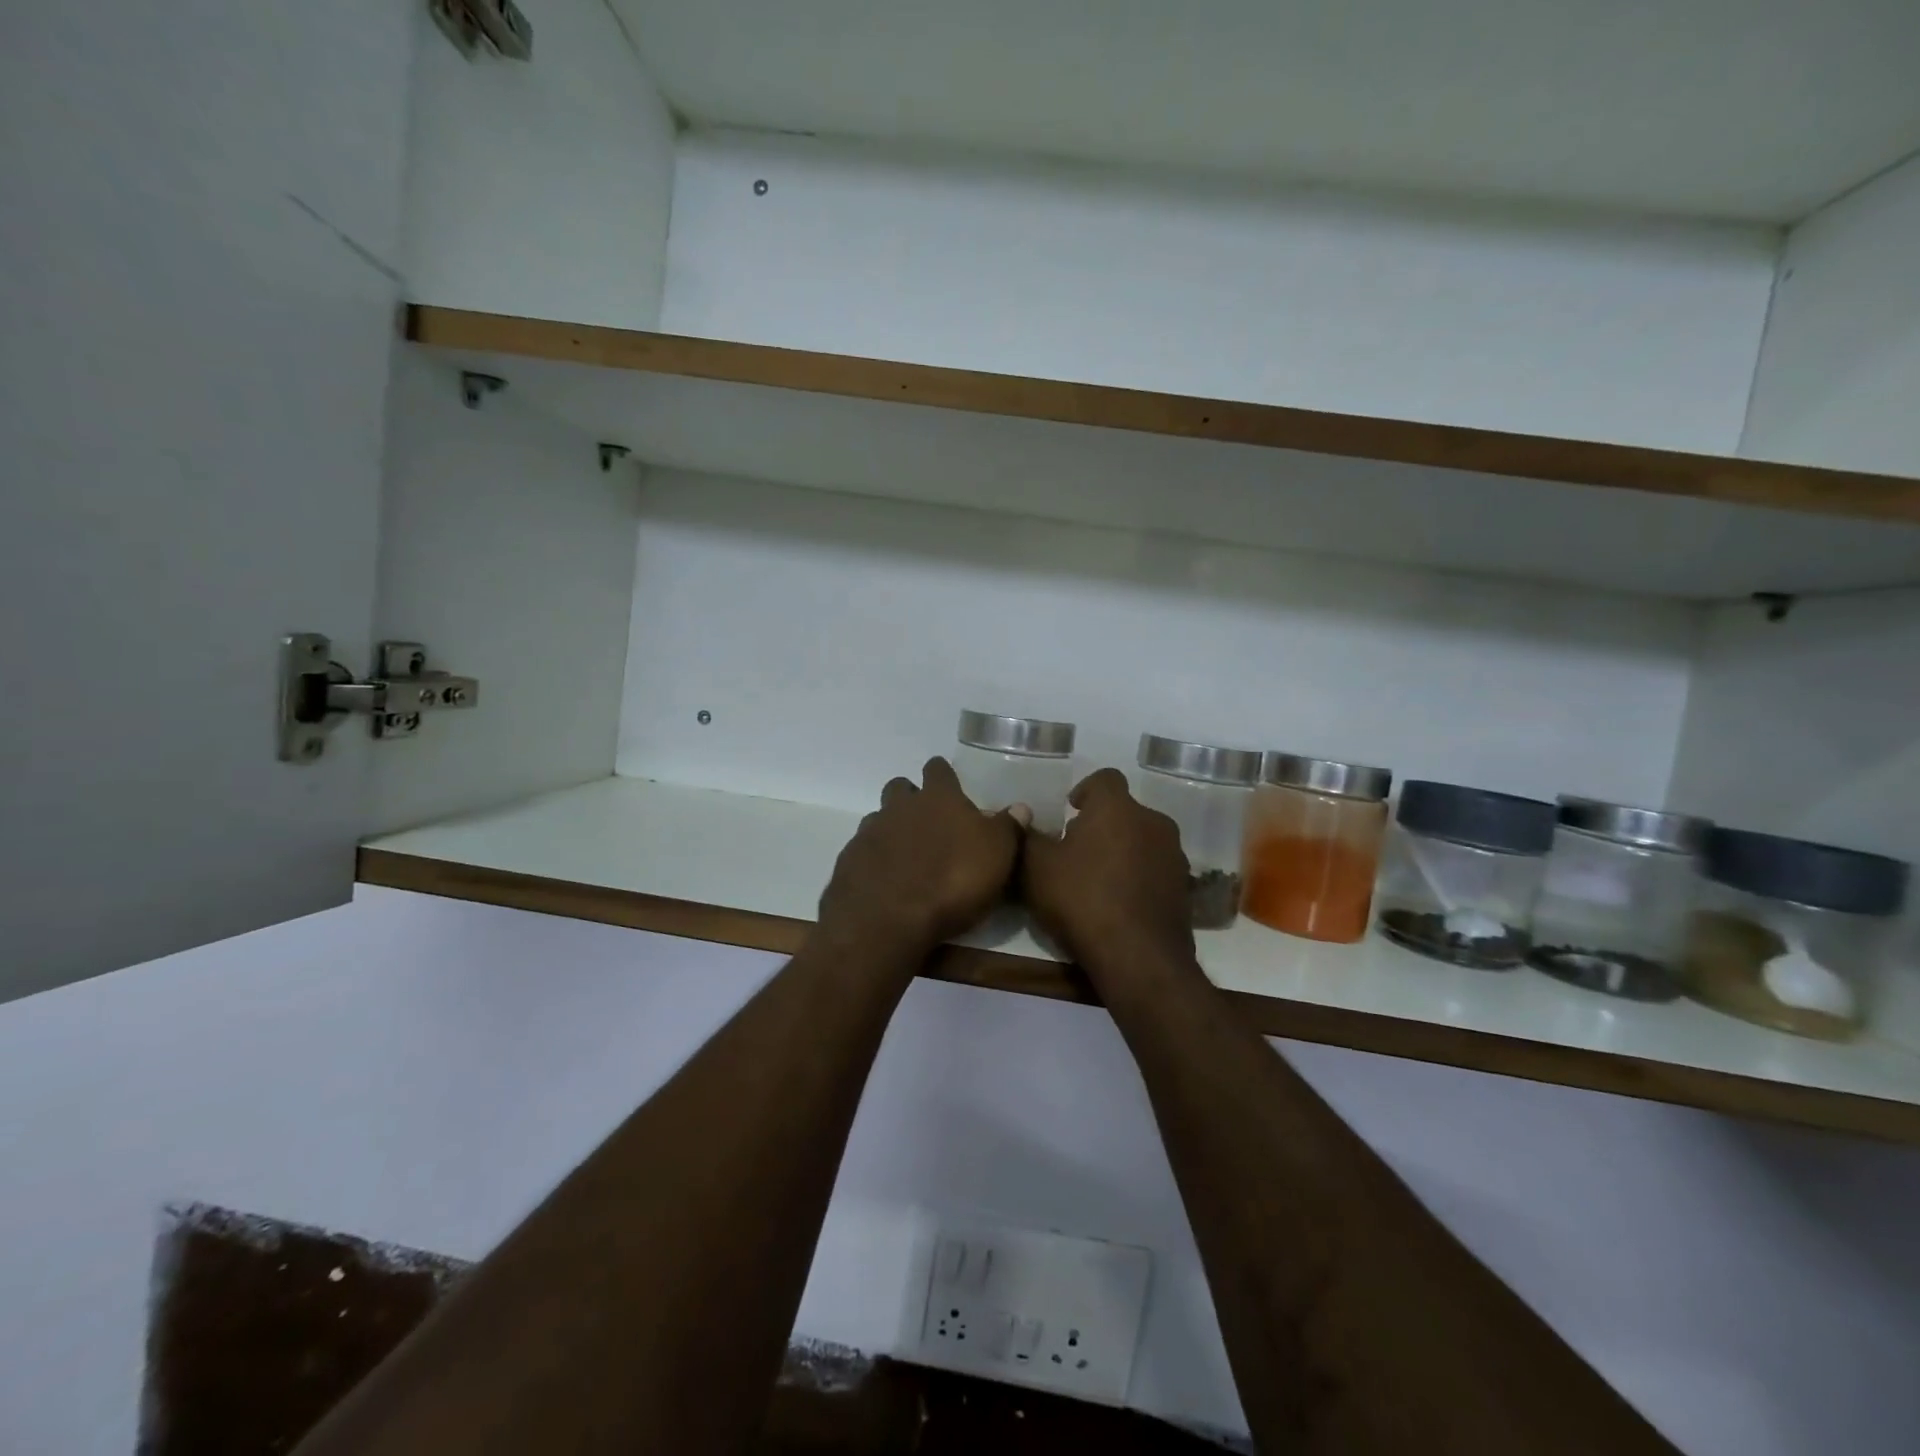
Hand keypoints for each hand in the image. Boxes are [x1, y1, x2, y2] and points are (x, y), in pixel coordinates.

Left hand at [817, 758, 1028, 958]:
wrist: (888, 921)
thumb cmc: (953, 882)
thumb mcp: (997, 856)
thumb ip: (1008, 828)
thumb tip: (1020, 807)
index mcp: (938, 799)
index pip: (938, 770)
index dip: (943, 774)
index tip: (949, 783)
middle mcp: (899, 807)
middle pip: (900, 788)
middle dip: (911, 798)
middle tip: (928, 821)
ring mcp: (869, 833)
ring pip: (878, 818)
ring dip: (891, 829)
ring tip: (907, 856)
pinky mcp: (848, 862)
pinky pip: (862, 851)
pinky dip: (874, 860)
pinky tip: (885, 881)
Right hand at [1022, 769, 1200, 995]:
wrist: (1138, 957)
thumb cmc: (1082, 900)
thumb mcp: (1037, 868)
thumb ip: (1029, 836)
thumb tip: (1024, 817)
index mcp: (1117, 808)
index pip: (1105, 778)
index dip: (1086, 789)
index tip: (1071, 808)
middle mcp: (1152, 821)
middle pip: (1125, 811)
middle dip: (1102, 823)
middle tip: (1077, 848)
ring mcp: (1174, 855)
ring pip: (1143, 839)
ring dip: (1122, 849)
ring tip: (1098, 878)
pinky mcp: (1184, 887)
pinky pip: (1155, 869)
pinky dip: (1138, 875)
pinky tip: (1120, 901)